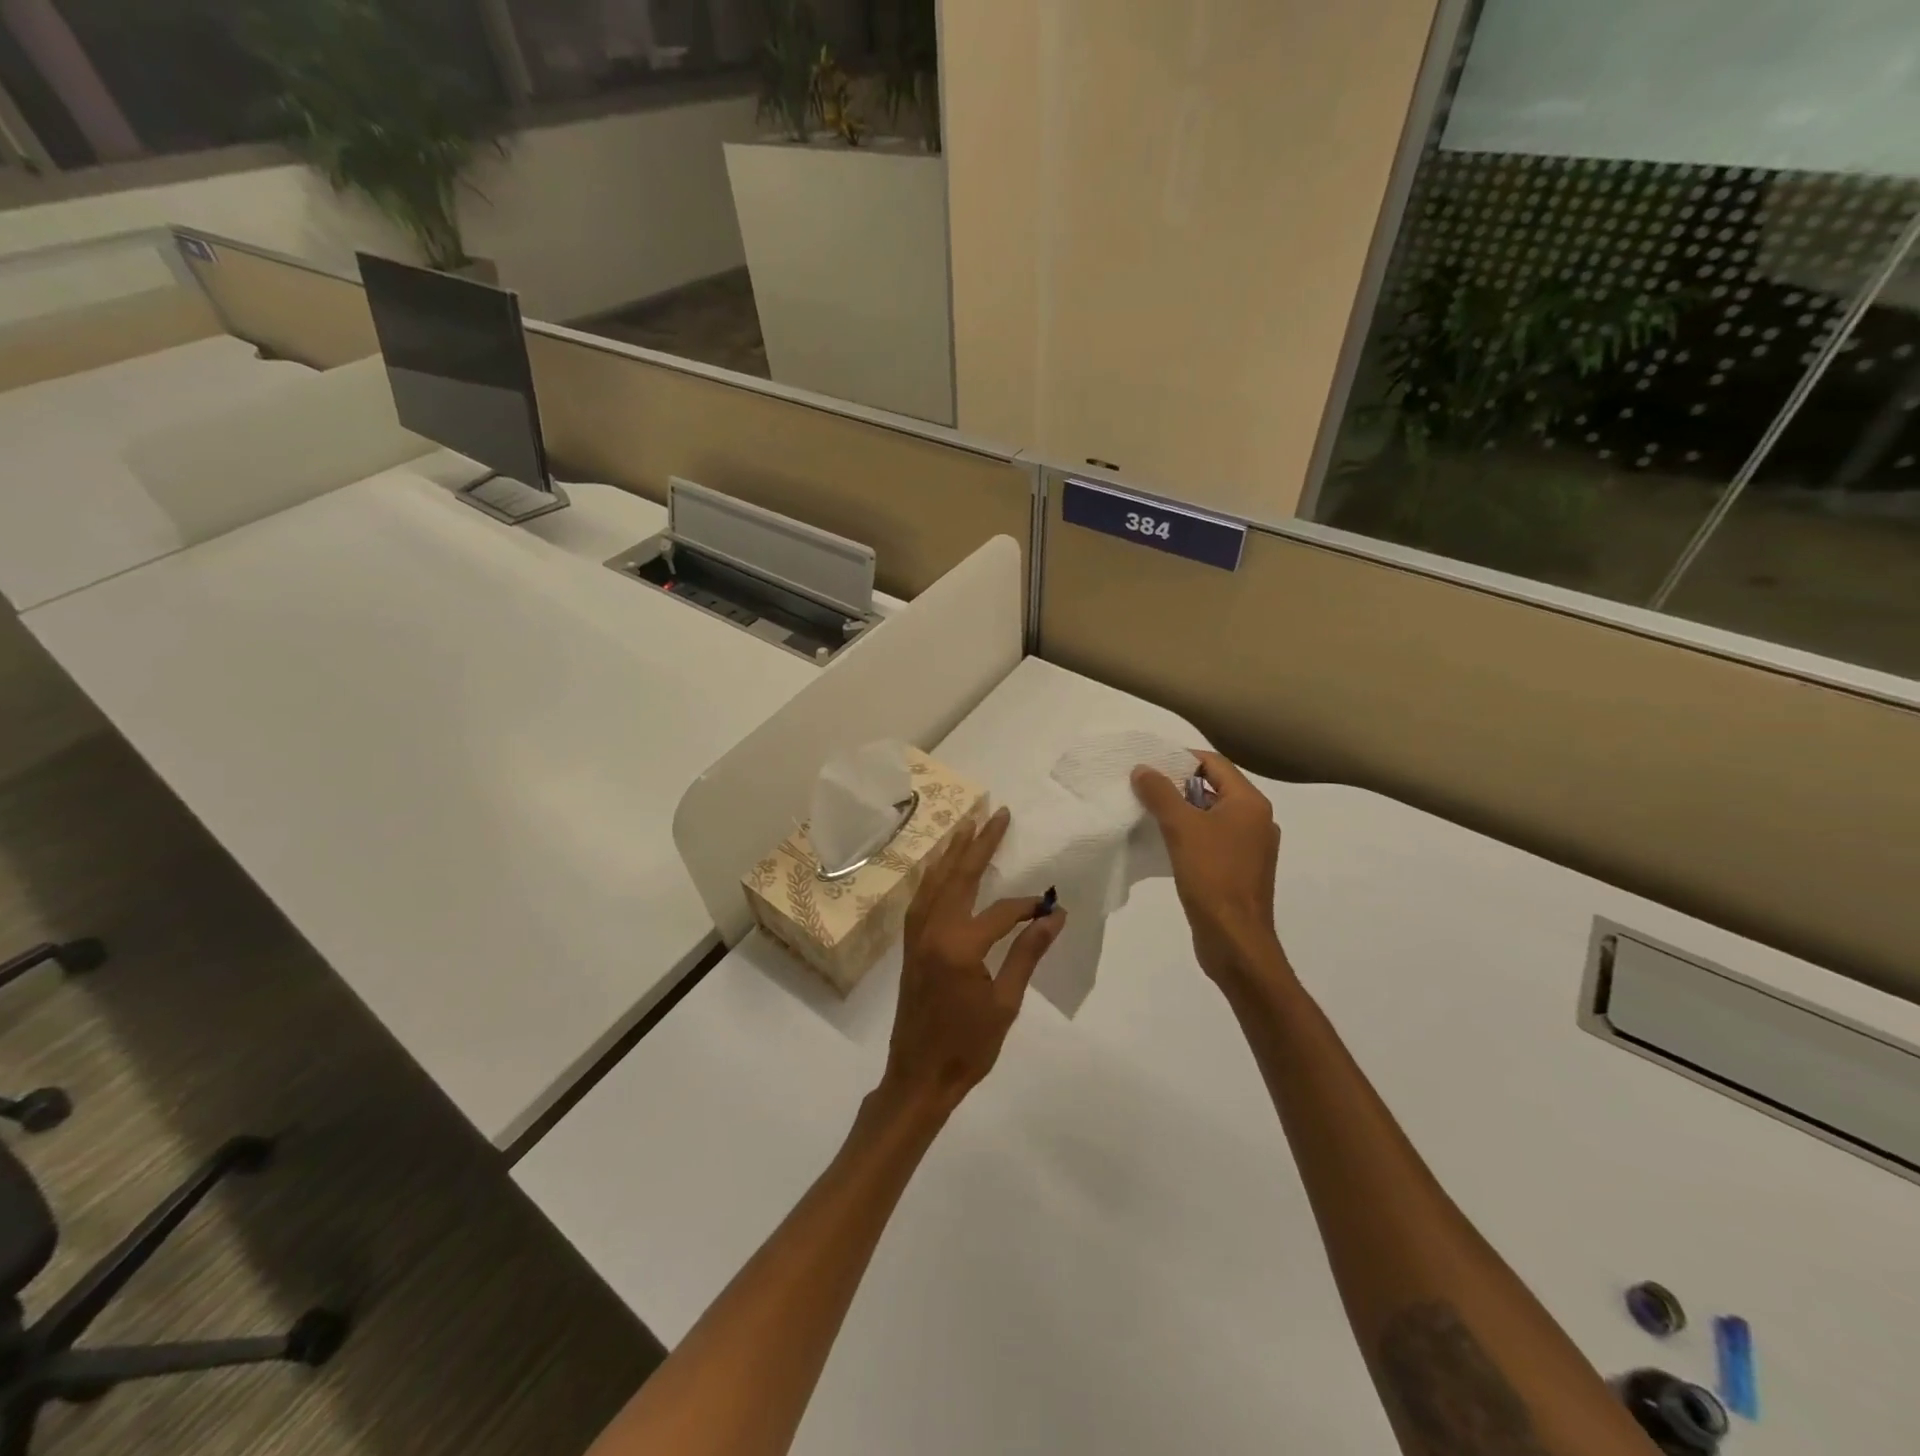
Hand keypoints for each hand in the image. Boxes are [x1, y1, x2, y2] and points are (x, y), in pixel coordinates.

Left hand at [883, 807, 1065, 1114]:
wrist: (919, 1075)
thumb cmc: (968, 1045)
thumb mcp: (1006, 1003)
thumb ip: (1027, 954)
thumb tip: (1054, 916)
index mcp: (960, 946)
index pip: (1001, 911)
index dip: (1027, 906)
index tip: (1050, 906)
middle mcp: (933, 930)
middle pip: (960, 876)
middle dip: (981, 843)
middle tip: (998, 814)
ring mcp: (917, 934)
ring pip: (936, 880)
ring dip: (953, 851)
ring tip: (968, 824)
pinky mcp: (910, 942)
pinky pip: (922, 897)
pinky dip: (934, 875)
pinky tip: (942, 865)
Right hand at [1132, 751, 1285, 989]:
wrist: (1235, 940)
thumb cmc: (1213, 877)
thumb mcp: (1181, 828)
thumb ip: (1160, 793)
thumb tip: (1143, 769)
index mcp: (1250, 804)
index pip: (1215, 765)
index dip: (1182, 759)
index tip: (1150, 764)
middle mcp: (1257, 820)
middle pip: (1214, 788)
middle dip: (1179, 785)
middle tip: (1144, 787)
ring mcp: (1251, 848)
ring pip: (1212, 816)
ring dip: (1183, 811)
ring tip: (1149, 812)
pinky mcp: (1240, 871)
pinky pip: (1213, 840)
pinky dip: (1191, 835)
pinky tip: (1166, 844)